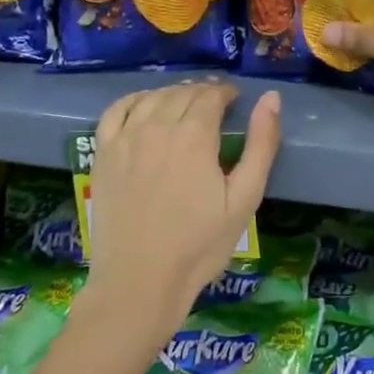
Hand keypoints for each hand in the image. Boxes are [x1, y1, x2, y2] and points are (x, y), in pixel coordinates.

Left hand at [86, 81, 281, 340]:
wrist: (140, 282)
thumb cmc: (200, 245)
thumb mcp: (244, 198)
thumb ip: (261, 144)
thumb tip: (271, 98)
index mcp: (194, 136)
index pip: (211, 95)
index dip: (226, 92)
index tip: (235, 100)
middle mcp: (157, 127)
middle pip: (183, 92)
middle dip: (203, 92)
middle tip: (216, 104)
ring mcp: (125, 138)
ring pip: (153, 97)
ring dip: (173, 93)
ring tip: (186, 105)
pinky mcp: (103, 153)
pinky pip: (117, 110)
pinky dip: (135, 100)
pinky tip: (145, 107)